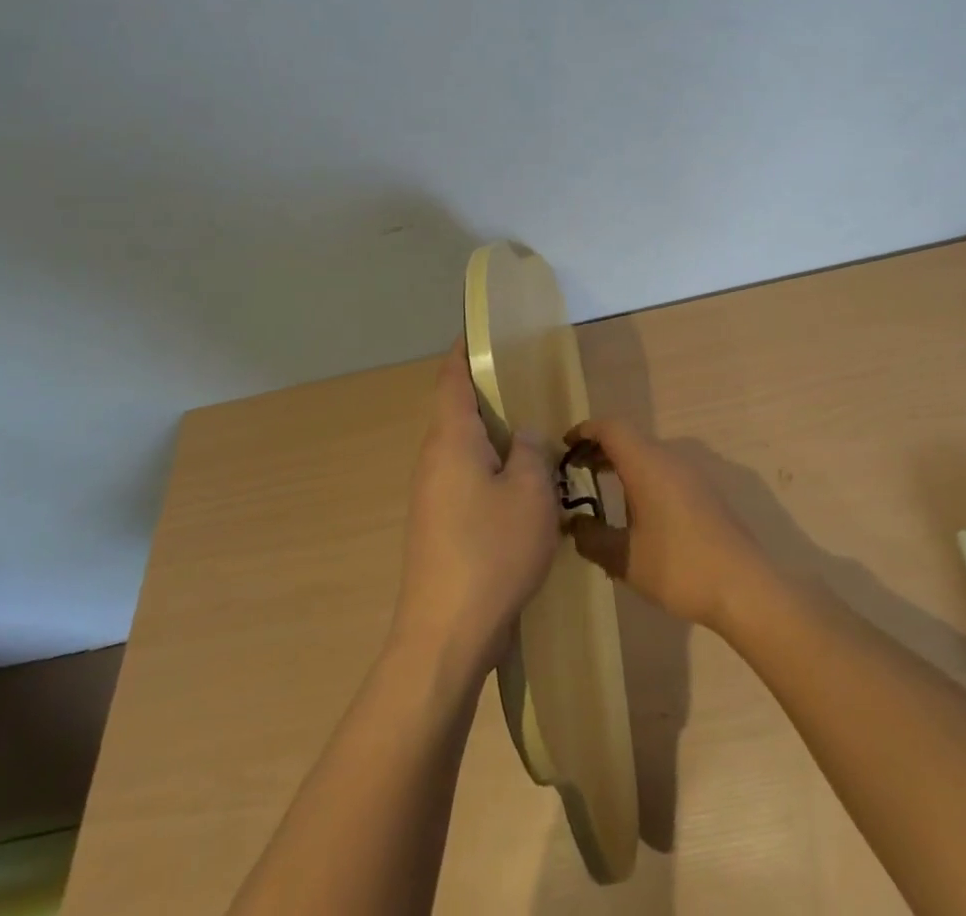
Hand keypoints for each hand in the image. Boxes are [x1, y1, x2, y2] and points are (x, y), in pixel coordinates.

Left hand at [391, 342, 558, 677]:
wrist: (446, 636)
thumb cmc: (492, 551)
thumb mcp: (530, 493)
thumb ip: (531, 452)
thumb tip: (522, 437)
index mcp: (451, 441)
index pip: (452, 380)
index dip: (464, 351)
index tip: (481, 330)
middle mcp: (434, 461)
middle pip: (457, 412)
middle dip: (488, 394)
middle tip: (527, 381)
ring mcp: (432, 497)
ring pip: (464, 448)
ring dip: (494, 436)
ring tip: (533, 431)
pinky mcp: (439, 526)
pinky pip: (466, 478)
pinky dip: (491, 467)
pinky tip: (521, 484)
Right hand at [565, 419, 765, 630]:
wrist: (743, 586)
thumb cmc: (678, 567)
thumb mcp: (625, 559)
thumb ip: (592, 539)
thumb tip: (574, 526)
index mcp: (648, 464)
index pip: (611, 428)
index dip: (585, 430)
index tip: (564, 446)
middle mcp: (670, 459)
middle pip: (630, 438)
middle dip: (600, 448)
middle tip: (575, 469)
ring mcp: (691, 474)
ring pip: (648, 454)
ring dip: (622, 462)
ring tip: (599, 486)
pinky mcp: (704, 491)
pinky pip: (664, 469)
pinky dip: (641, 475)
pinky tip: (633, 507)